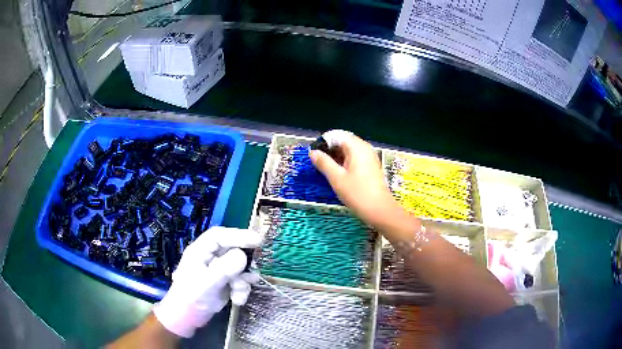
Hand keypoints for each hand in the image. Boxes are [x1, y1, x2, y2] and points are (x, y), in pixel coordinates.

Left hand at [153, 227, 261, 337]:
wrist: (189, 317)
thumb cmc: (191, 297)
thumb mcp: (206, 283)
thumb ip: (224, 268)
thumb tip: (243, 255)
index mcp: (200, 251)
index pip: (220, 236)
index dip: (238, 235)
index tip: (257, 239)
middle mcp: (211, 257)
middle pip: (233, 250)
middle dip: (244, 262)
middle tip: (257, 266)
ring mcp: (219, 270)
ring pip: (240, 268)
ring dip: (243, 281)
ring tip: (238, 292)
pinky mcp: (226, 282)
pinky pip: (241, 281)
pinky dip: (242, 290)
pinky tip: (237, 300)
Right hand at [309, 130, 397, 226]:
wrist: (379, 210)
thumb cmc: (357, 193)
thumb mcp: (336, 178)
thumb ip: (323, 163)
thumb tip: (312, 152)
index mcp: (356, 147)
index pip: (336, 135)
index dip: (324, 143)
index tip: (314, 156)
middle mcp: (364, 148)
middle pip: (343, 141)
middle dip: (330, 150)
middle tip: (319, 164)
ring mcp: (369, 157)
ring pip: (349, 150)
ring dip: (336, 157)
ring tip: (326, 170)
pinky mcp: (371, 166)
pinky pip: (355, 158)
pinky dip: (345, 162)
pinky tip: (339, 174)